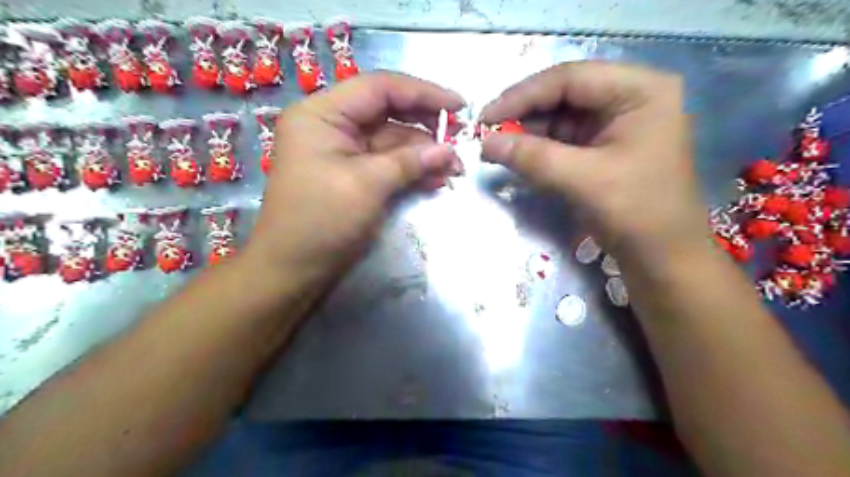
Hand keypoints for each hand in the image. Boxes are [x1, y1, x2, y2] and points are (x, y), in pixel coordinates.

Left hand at [247, 71, 464, 279]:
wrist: (294, 270)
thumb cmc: (321, 221)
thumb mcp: (367, 185)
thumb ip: (409, 162)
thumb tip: (449, 150)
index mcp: (322, 114)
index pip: (379, 88)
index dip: (423, 93)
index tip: (458, 106)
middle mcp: (331, 125)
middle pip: (387, 112)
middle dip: (426, 127)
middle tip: (460, 139)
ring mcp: (342, 151)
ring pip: (391, 141)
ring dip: (423, 153)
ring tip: (454, 168)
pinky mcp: (353, 174)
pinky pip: (387, 163)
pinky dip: (411, 170)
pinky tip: (436, 179)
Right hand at [477, 61, 711, 261]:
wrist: (663, 258)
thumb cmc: (636, 213)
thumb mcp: (582, 180)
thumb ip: (531, 157)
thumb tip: (486, 143)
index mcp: (640, 90)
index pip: (570, 78)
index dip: (522, 95)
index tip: (486, 117)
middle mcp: (630, 97)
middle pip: (565, 94)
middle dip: (524, 114)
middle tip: (488, 133)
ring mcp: (618, 121)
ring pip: (561, 116)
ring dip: (529, 131)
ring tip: (498, 146)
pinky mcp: (606, 145)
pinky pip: (565, 137)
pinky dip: (540, 146)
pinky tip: (519, 155)